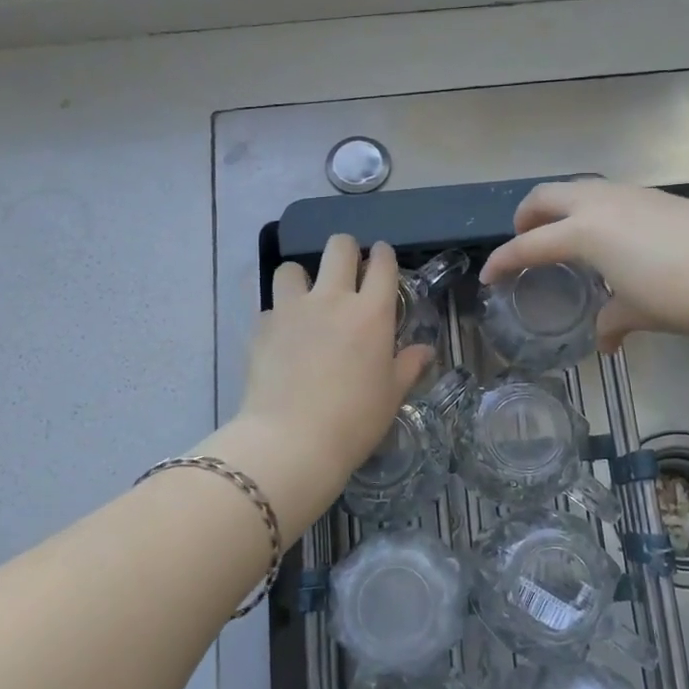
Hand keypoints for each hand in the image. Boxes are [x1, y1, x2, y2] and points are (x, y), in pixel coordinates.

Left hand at [216, 236, 431, 540]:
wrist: (291, 441)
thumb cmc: (354, 420)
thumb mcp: (392, 395)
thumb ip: (408, 366)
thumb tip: (425, 350)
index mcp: (371, 312)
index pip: (382, 264)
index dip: (384, 255)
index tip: (382, 259)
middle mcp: (331, 299)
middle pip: (338, 247)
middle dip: (346, 250)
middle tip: (348, 271)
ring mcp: (292, 310)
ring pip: (292, 268)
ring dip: (302, 278)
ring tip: (305, 300)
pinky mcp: (262, 327)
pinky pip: (271, 307)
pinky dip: (279, 317)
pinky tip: (283, 339)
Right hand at [478, 181, 688, 351]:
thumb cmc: (680, 295)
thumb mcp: (638, 311)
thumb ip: (611, 321)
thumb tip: (604, 342)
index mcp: (585, 231)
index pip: (529, 245)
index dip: (504, 261)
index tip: (489, 276)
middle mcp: (601, 203)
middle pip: (545, 196)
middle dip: (526, 217)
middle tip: (524, 241)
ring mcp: (631, 194)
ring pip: (579, 188)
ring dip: (560, 208)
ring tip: (565, 236)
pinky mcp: (657, 196)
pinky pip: (608, 194)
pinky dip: (591, 209)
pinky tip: (610, 236)